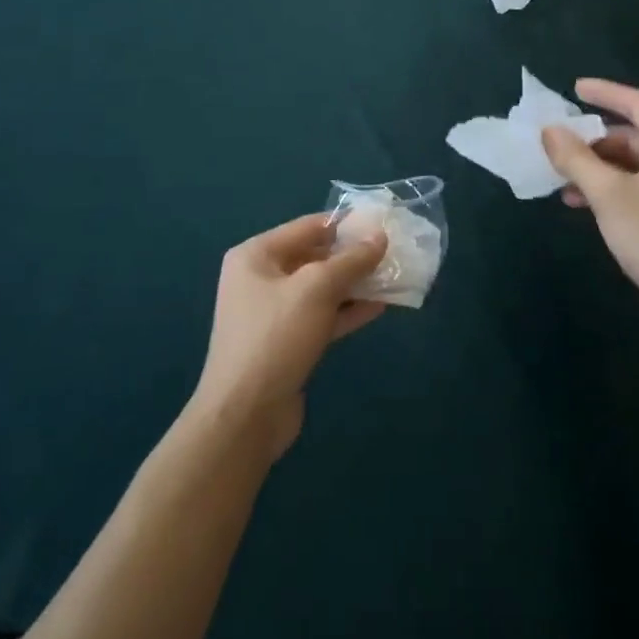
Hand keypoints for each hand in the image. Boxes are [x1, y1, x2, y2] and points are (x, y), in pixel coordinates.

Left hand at [193, 213, 386, 458]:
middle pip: (314, 257)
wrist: (245, 416)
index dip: (346, 224)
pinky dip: (347, 311)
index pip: (308, 227)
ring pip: (321, 289)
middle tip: (393, 252)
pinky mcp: (286, 342)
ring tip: (393, 277)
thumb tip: (379, 236)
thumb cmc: (276, 337)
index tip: (382, 223)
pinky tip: (380, 307)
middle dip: (353, 256)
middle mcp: (260, 278)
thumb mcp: (317, 289)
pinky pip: (321, 316)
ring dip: (355, 284)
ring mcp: (272, 313)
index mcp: (256, 255)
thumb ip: (351, 260)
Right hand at [541, 79, 638, 339]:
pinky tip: (581, 202)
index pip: (638, 104)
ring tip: (562, 176)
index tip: (574, 88)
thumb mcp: (608, 193)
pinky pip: (637, 188)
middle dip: (594, 139)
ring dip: (597, 167)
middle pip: (634, 135)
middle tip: (560, 142)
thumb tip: (549, 130)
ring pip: (633, 165)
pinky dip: (610, 188)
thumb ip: (576, 158)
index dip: (605, 92)